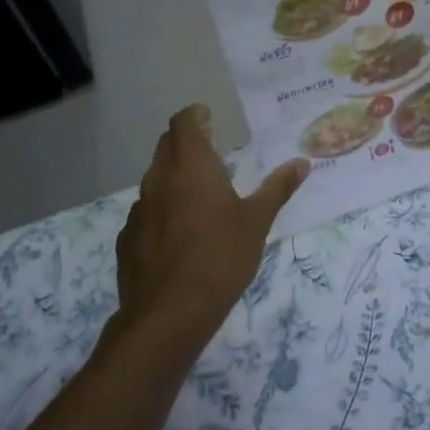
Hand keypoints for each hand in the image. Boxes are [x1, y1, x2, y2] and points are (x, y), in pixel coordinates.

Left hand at [116, 106, 309, 356]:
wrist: (168, 313)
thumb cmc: (220, 257)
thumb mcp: (257, 222)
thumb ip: (277, 189)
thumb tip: (302, 163)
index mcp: (191, 167)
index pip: (183, 123)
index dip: (194, 115)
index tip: (207, 116)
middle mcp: (159, 180)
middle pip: (166, 146)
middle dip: (185, 141)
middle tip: (209, 147)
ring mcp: (139, 210)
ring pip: (154, 179)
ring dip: (173, 176)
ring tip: (197, 192)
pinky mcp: (128, 238)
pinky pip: (146, 211)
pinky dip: (162, 209)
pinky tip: (178, 232)